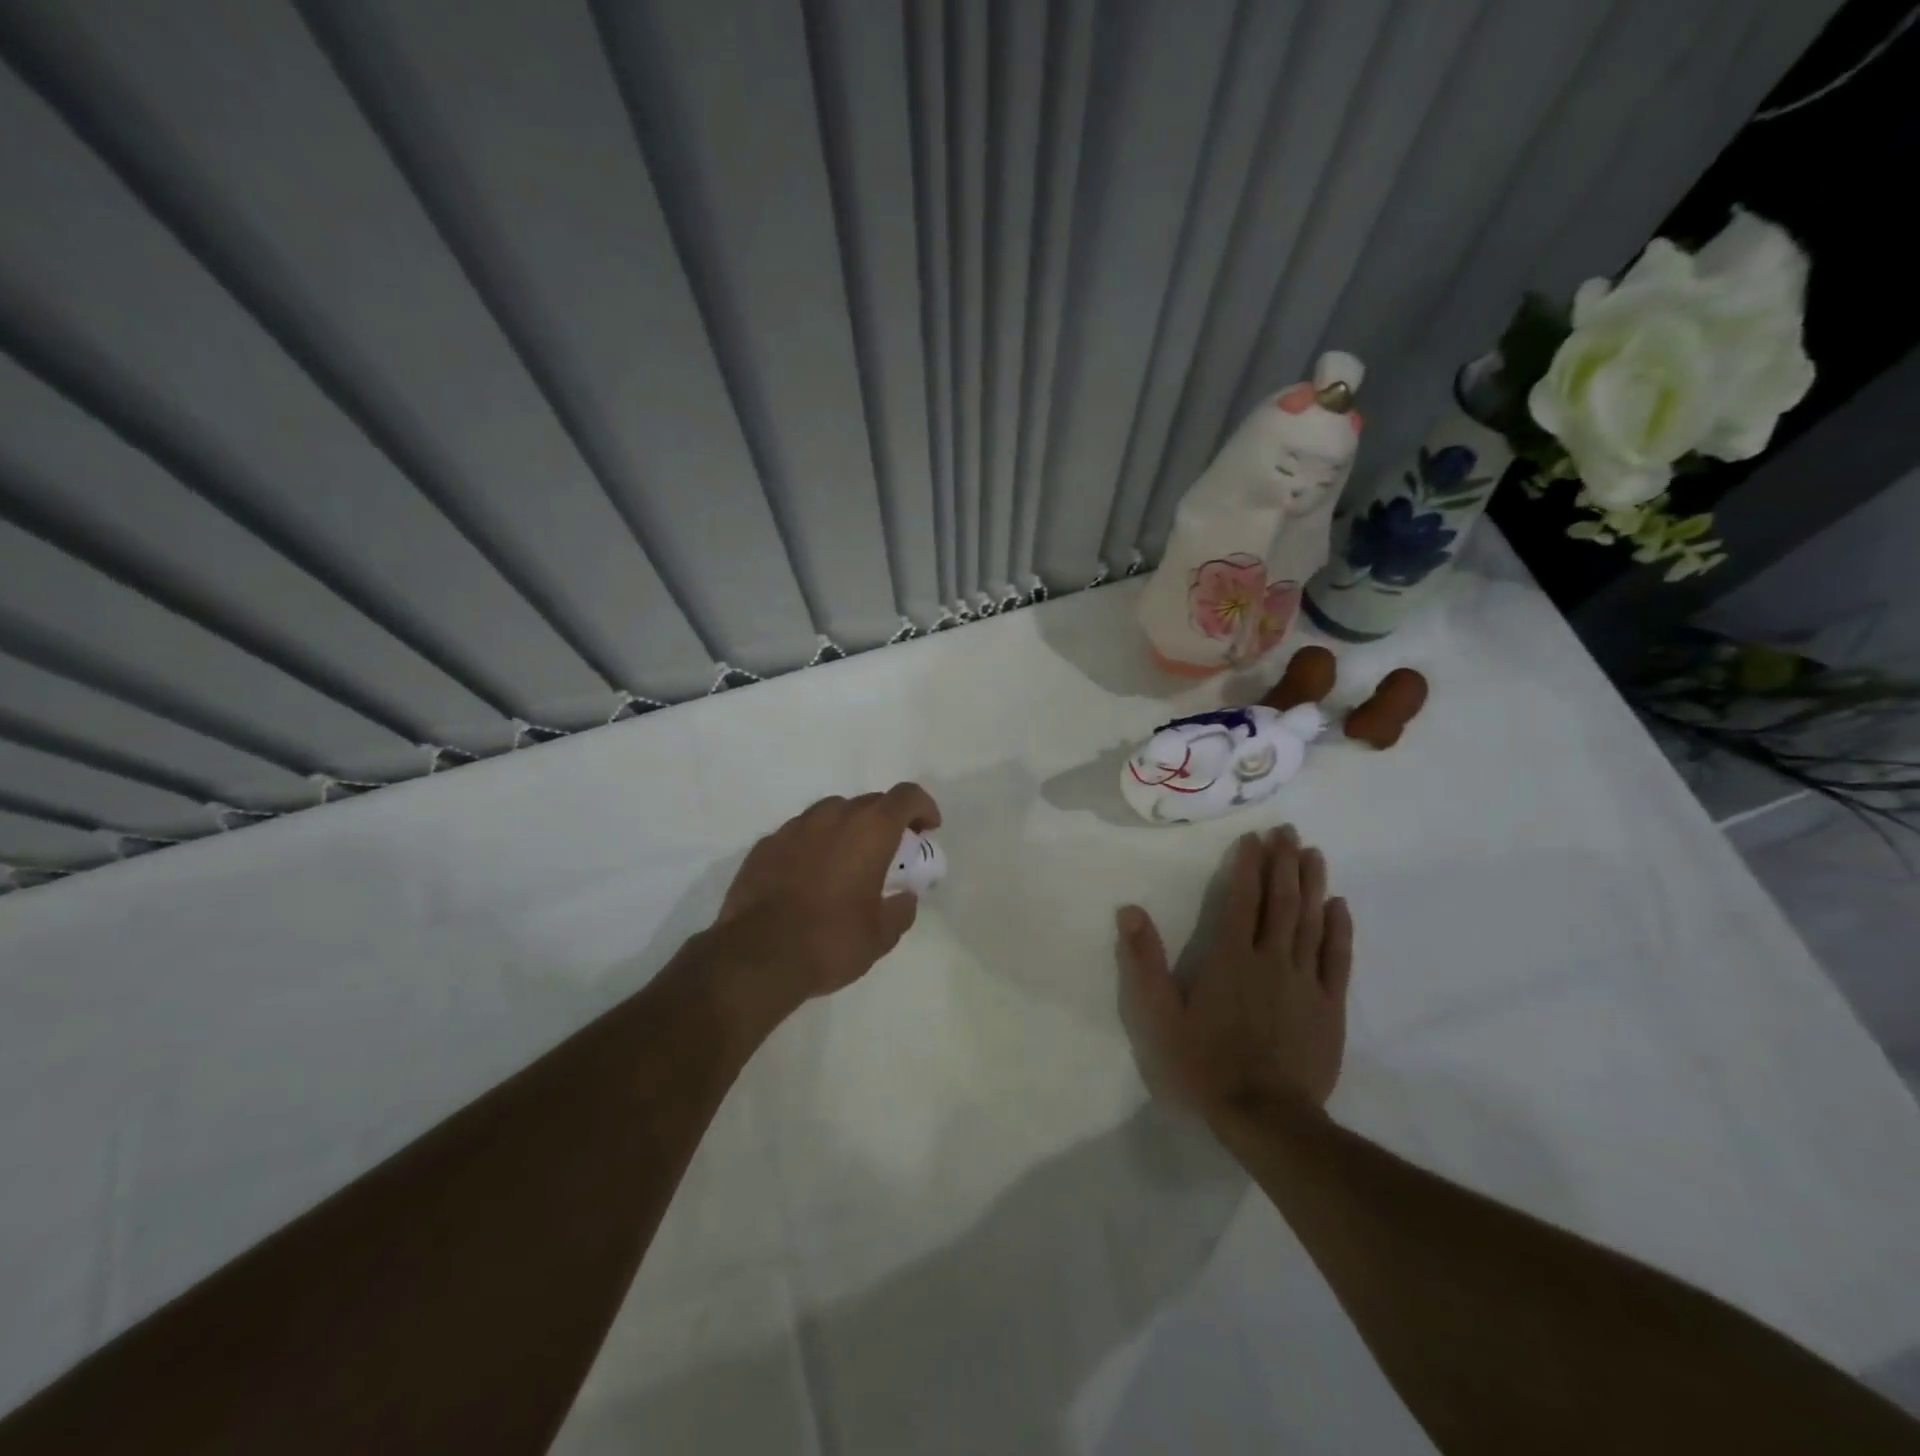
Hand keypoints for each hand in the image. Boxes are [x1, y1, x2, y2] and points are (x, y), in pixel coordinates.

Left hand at [709, 783, 941, 1013]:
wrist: (757, 956)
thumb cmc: (831, 941)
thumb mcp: (881, 936)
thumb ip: (901, 910)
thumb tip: (905, 898)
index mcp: (870, 830)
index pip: (906, 796)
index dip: (922, 806)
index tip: (928, 829)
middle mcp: (833, 817)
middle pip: (869, 802)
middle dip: (886, 820)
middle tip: (891, 851)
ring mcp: (794, 828)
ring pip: (830, 812)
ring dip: (847, 828)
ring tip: (848, 861)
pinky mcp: (765, 845)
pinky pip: (799, 834)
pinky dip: (813, 845)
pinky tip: (809, 875)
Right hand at [1115, 826, 1351, 1121]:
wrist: (1267, 1117)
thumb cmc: (1206, 1065)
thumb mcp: (1159, 1017)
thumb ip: (1143, 963)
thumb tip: (1129, 910)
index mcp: (1230, 958)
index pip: (1241, 899)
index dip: (1248, 865)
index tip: (1255, 837)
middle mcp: (1271, 959)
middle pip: (1281, 901)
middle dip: (1284, 862)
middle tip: (1289, 831)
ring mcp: (1305, 982)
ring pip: (1311, 921)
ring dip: (1312, 884)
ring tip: (1314, 853)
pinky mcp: (1330, 1006)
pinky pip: (1337, 959)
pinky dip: (1338, 929)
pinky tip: (1339, 906)